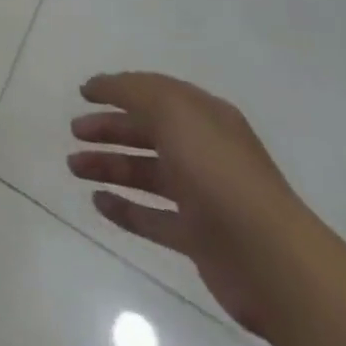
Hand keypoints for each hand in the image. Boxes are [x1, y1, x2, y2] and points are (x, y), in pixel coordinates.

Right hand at [68, 73, 315, 338]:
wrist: (271, 260)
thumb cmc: (218, 172)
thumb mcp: (173, 112)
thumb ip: (134, 91)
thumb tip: (104, 85)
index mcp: (204, 116)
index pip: (154, 93)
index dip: (118, 89)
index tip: (83, 92)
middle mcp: (203, 151)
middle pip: (147, 132)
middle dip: (109, 128)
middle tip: (74, 131)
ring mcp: (202, 197)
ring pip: (145, 174)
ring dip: (109, 166)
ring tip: (74, 167)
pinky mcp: (198, 239)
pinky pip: (153, 218)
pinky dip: (125, 210)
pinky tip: (97, 203)